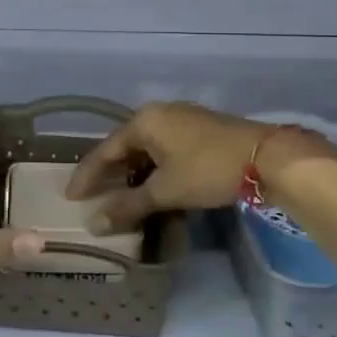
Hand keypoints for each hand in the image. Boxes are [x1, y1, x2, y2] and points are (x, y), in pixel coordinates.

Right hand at [64, 102, 336, 229]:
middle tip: (93, 196)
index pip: (105, 149)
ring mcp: (183, 118)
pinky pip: (165, 148)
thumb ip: (128, 206)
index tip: (71, 196)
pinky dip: (154, 168)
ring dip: (133, 172)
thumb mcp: (165, 191)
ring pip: (147, 147)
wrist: (266, 157)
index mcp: (144, 121)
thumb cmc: (207, 170)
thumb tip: (94, 224)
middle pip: (125, 145)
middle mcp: (160, 113)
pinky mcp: (201, 129)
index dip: (87, 175)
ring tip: (120, 195)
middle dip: (109, 172)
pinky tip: (154, 185)